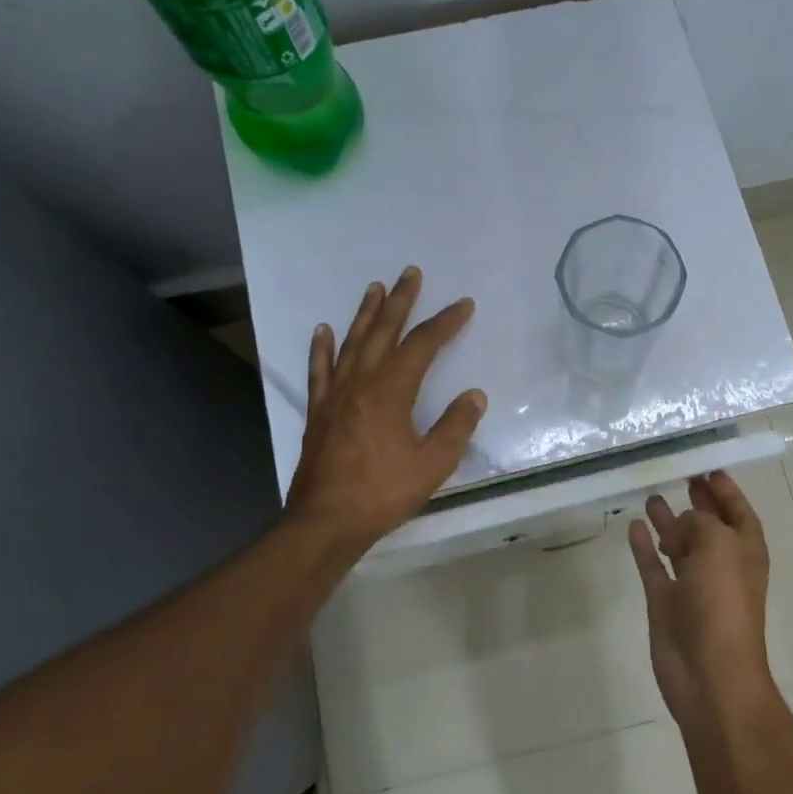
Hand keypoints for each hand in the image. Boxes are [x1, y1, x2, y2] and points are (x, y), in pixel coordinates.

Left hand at [286, 267, 485, 552]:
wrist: (326, 521)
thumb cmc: (383, 492)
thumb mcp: (433, 464)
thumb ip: (456, 426)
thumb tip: (474, 395)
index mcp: (391, 391)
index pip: (422, 345)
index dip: (445, 323)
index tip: (463, 305)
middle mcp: (361, 382)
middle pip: (383, 331)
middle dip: (400, 301)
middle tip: (410, 273)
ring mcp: (335, 395)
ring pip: (352, 343)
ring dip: (365, 313)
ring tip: (374, 287)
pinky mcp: (318, 411)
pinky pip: (320, 370)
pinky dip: (322, 348)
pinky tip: (323, 330)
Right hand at [628, 471, 773, 730]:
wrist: (709, 674)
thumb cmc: (723, 603)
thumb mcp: (718, 546)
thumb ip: (698, 523)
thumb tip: (678, 525)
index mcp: (745, 550)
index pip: (738, 511)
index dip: (726, 490)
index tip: (707, 467)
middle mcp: (721, 564)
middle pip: (708, 525)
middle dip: (697, 502)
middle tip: (679, 476)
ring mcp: (692, 585)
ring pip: (679, 544)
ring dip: (668, 522)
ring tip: (652, 495)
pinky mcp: (666, 603)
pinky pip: (653, 567)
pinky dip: (644, 548)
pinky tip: (634, 526)